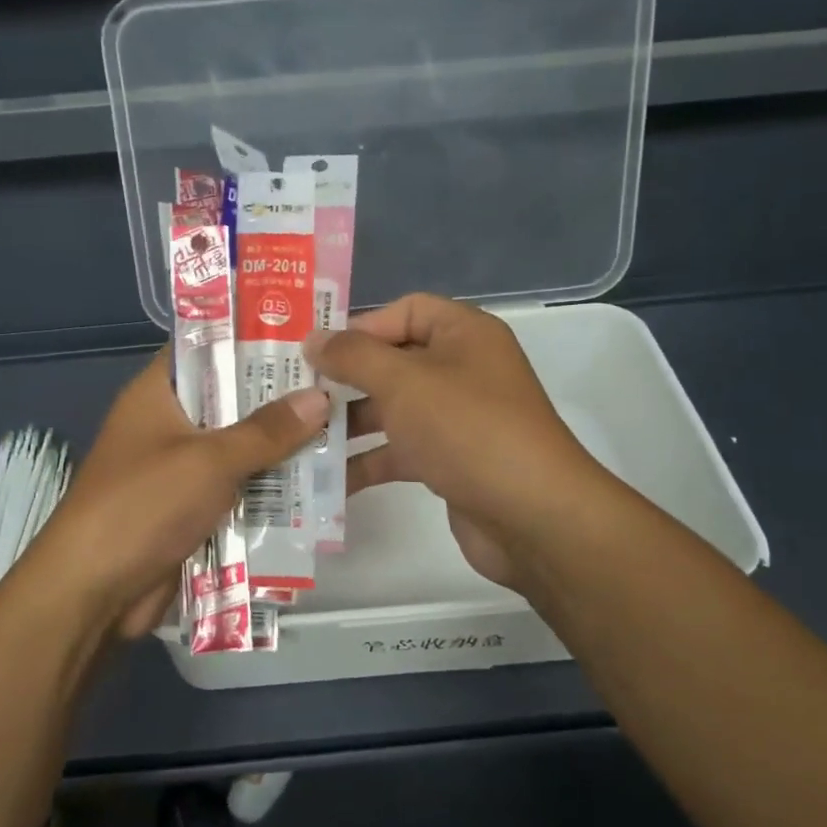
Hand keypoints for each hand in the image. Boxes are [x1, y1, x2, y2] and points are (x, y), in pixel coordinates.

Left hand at [29, 352, 328, 639]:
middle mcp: (172, 424)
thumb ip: (266, 431)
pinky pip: (243, 489)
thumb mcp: (208, 460)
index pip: (207, 347)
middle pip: (234, 400)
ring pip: (244, 448)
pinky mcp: (196, 510)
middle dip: (284, 397)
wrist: (95, 592)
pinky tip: (325, 483)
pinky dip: (275, 488)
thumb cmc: (144, 505)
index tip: (308, 331)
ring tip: (350, 428)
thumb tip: (321, 398)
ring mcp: (184, 469)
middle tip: (344, 381)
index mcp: (160, 393)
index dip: (253, 336)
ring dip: (286, 448)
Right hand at [305, 294, 605, 594]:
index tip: (316, 351)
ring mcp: (457, 418)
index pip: (406, 310)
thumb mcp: (404, 382)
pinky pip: (400, 450)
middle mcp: (463, 370)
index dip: (361, 325)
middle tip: (295, 393)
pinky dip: (367, 460)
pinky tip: (326, 478)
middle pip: (393, 361)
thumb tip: (313, 338)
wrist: (531, 516)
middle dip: (346, 378)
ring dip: (349, 422)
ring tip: (301, 435)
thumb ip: (353, 355)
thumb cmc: (467, 429)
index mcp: (464, 334)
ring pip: (393, 409)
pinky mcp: (450, 461)